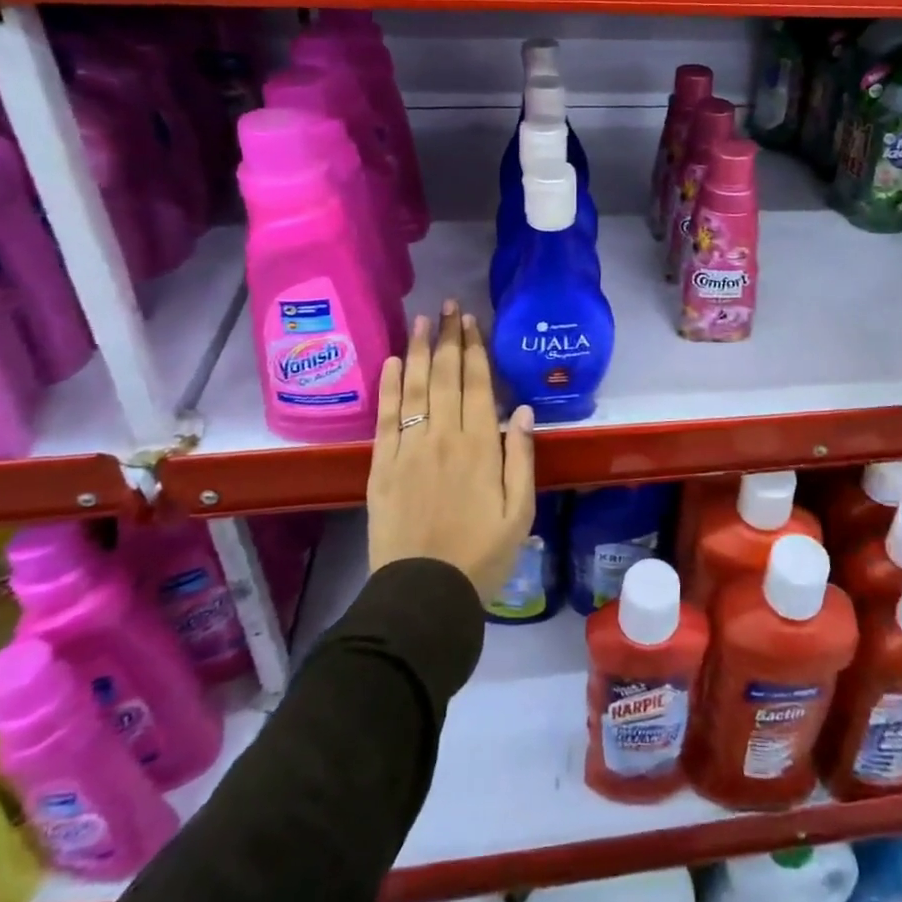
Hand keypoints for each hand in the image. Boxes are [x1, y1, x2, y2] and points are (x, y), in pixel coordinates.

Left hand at [367, 303, 535, 601]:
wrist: (424, 595)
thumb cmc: (482, 555)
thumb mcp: (520, 511)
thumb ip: (521, 457)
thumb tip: (521, 410)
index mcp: (479, 446)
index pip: (476, 384)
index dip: (474, 349)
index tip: (472, 320)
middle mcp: (442, 438)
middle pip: (444, 376)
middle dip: (447, 338)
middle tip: (449, 306)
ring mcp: (407, 450)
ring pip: (413, 388)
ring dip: (417, 351)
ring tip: (420, 320)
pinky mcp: (380, 467)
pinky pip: (384, 418)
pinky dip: (386, 387)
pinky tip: (390, 362)